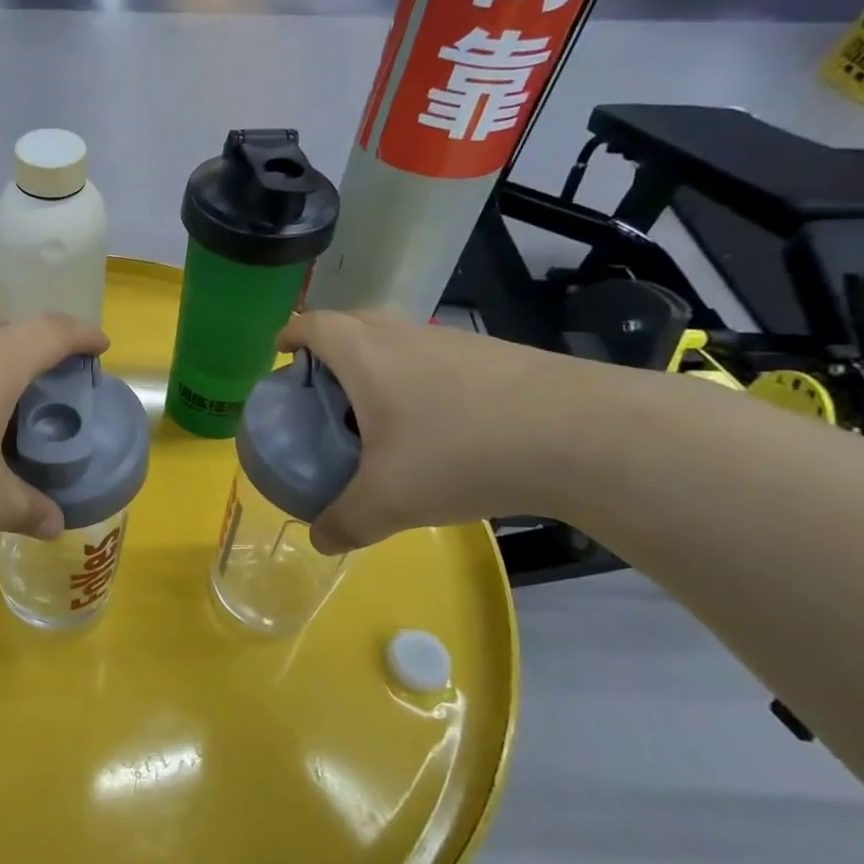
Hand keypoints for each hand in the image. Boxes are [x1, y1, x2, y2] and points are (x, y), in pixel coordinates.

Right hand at [279, 309, 588, 553]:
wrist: (581, 435)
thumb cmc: (460, 453)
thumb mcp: (389, 501)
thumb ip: (345, 522)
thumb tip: (320, 540)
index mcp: (367, 355)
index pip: (315, 325)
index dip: (291, 335)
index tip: (281, 354)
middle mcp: (406, 336)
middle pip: (353, 322)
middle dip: (329, 345)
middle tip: (321, 385)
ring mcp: (456, 341)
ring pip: (399, 338)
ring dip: (377, 360)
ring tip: (377, 407)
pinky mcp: (496, 356)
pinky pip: (437, 356)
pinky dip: (420, 376)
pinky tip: (437, 422)